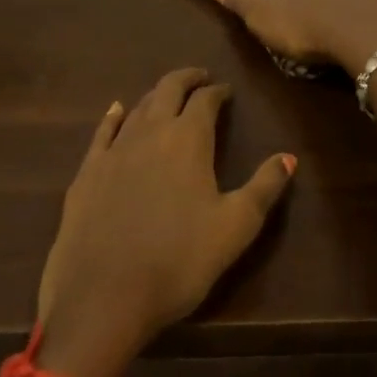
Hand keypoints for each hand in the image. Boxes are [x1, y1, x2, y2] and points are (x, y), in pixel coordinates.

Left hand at [35, 68, 295, 376]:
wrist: (102, 298)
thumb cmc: (178, 261)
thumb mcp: (236, 227)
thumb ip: (264, 187)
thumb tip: (289, 157)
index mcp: (188, 139)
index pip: (205, 100)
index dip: (217, 92)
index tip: (226, 91)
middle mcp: (150, 132)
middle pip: (168, 89)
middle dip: (186, 79)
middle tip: (200, 78)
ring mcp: (114, 150)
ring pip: (138, 107)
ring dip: (156, 96)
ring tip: (168, 96)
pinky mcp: (87, 173)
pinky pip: (103, 132)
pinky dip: (114, 116)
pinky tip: (116, 110)